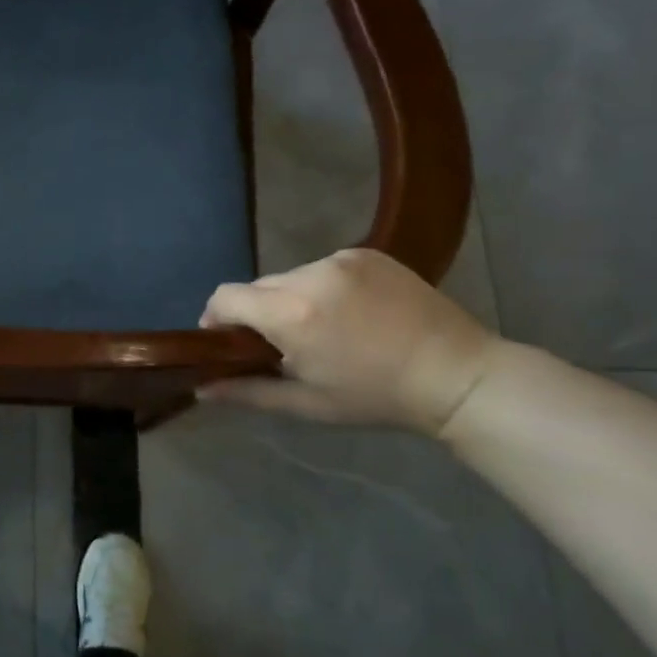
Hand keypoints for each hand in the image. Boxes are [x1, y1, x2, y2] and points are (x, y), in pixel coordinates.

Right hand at [198, 248, 501, 435]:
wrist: (456, 374)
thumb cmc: (375, 397)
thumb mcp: (307, 403)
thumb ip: (247, 392)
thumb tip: (200, 389)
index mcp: (291, 314)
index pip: (225, 297)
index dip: (215, 317)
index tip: (224, 340)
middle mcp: (309, 275)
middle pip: (258, 286)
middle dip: (257, 312)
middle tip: (280, 344)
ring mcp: (341, 259)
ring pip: (290, 276)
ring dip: (290, 299)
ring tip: (321, 328)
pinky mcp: (366, 253)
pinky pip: (322, 267)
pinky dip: (322, 287)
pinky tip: (349, 313)